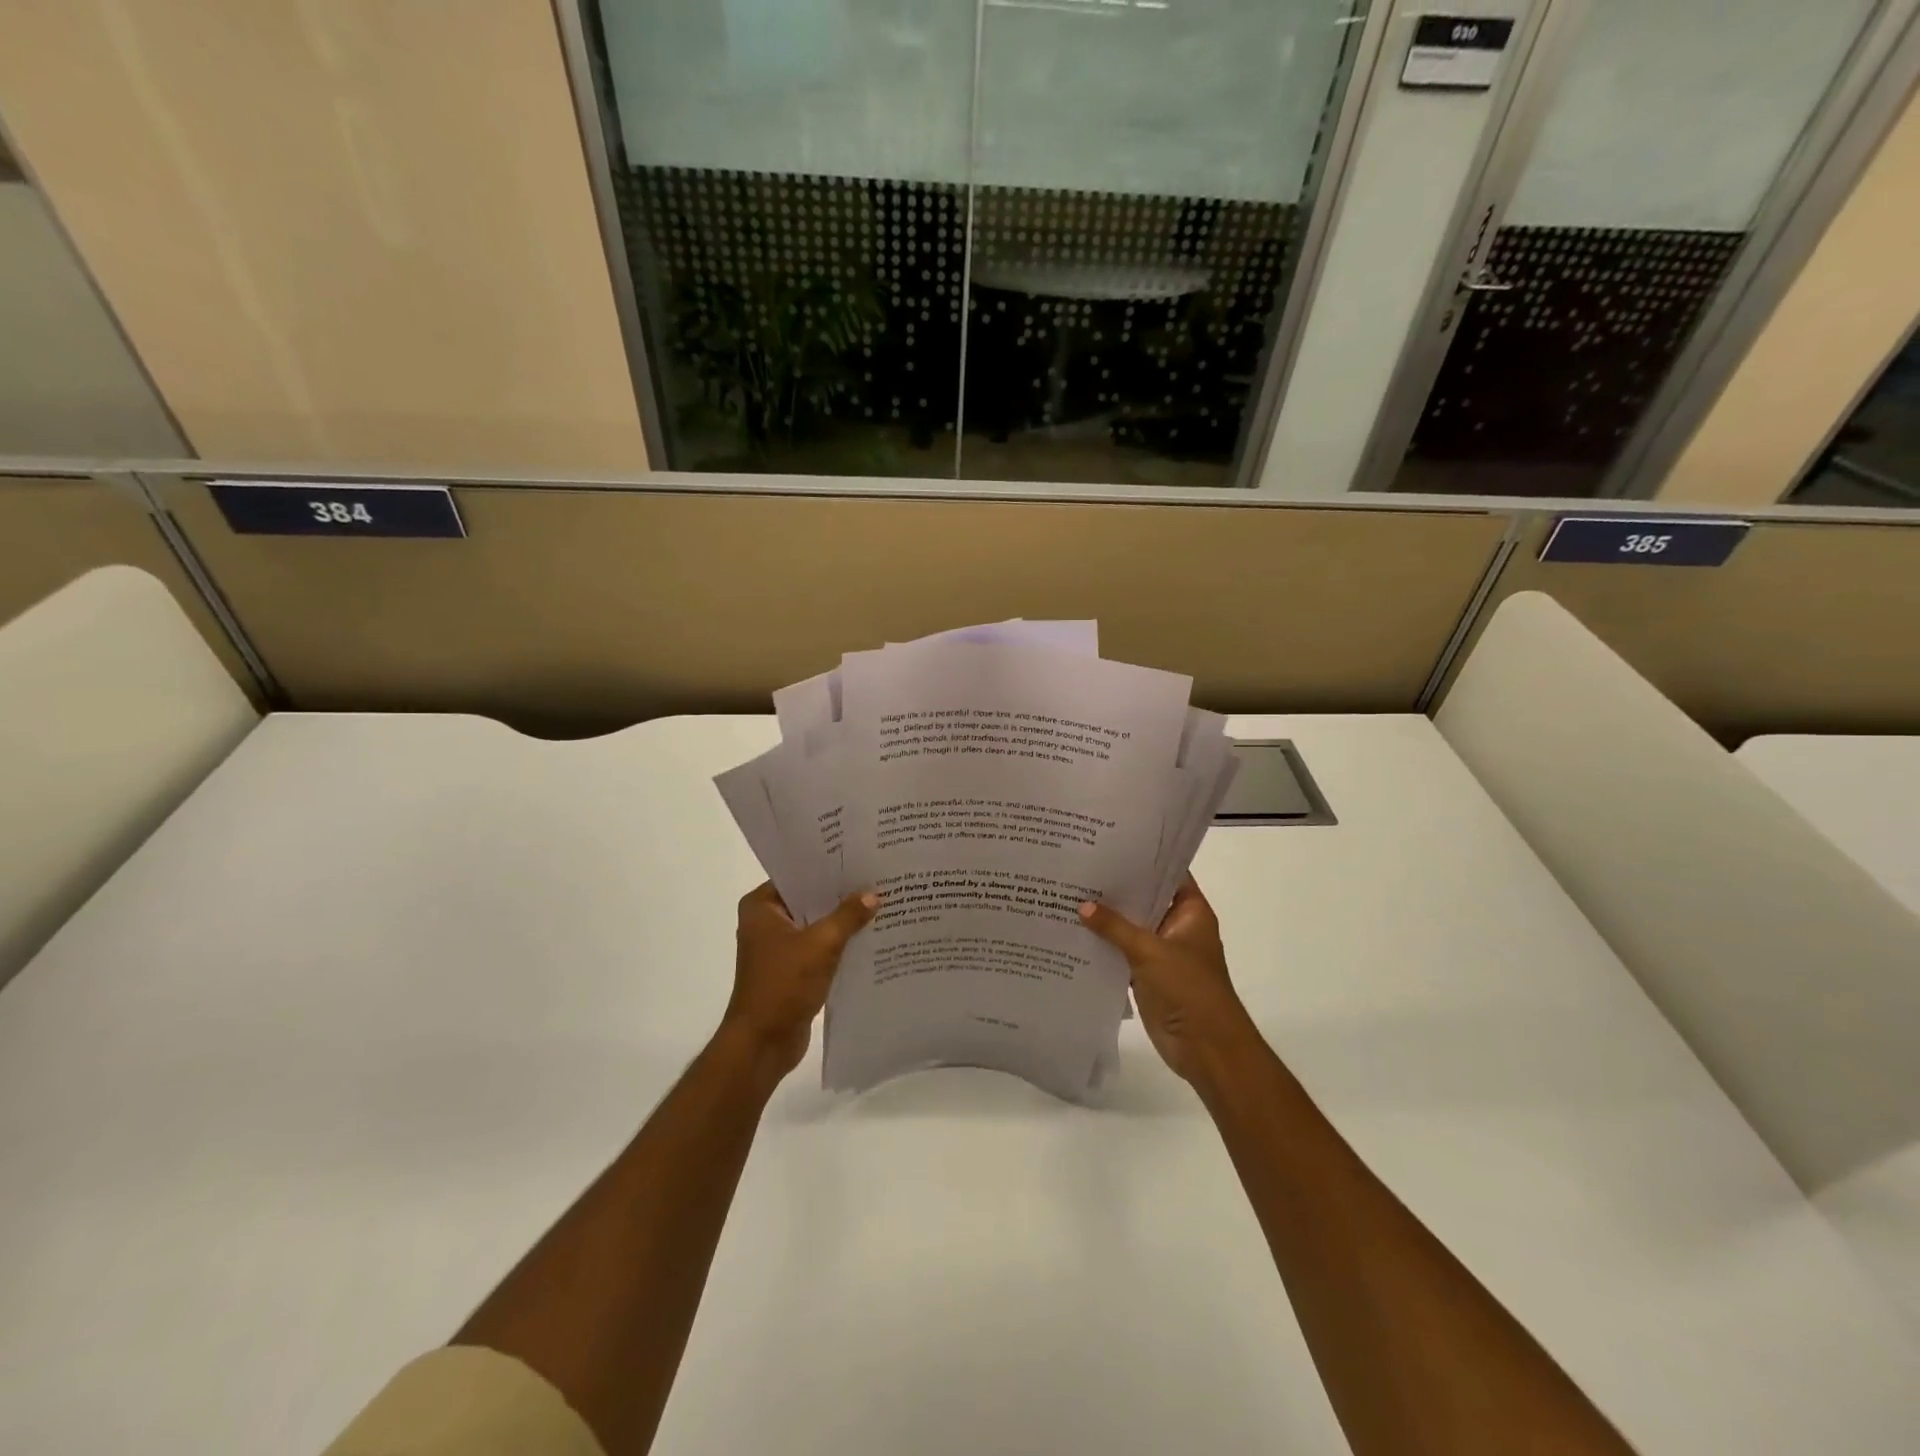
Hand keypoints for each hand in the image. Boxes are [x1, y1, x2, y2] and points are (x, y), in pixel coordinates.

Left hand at [722, 883, 877, 1080]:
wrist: (763, 1044)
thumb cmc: (783, 985)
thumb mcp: (821, 944)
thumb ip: (848, 916)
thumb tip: (873, 894)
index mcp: (762, 906)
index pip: (798, 875)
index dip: (829, 867)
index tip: (861, 857)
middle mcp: (767, 921)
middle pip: (810, 899)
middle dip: (841, 894)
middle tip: (878, 877)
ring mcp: (779, 947)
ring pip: (817, 924)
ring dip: (843, 920)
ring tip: (881, 902)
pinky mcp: (792, 969)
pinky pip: (820, 947)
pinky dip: (840, 943)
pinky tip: (870, 936)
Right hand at [1079, 877, 1256, 1084]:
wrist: (1206, 1048)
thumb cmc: (1189, 989)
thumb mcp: (1150, 951)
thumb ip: (1115, 927)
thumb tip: (1082, 905)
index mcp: (1190, 912)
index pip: (1168, 873)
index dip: (1143, 858)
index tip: (1110, 842)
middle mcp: (1176, 926)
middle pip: (1145, 899)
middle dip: (1116, 887)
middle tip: (1079, 864)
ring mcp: (1161, 951)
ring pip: (1130, 926)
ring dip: (1106, 917)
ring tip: (1067, 892)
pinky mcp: (1146, 975)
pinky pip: (1121, 952)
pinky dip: (1103, 945)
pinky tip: (1072, 932)